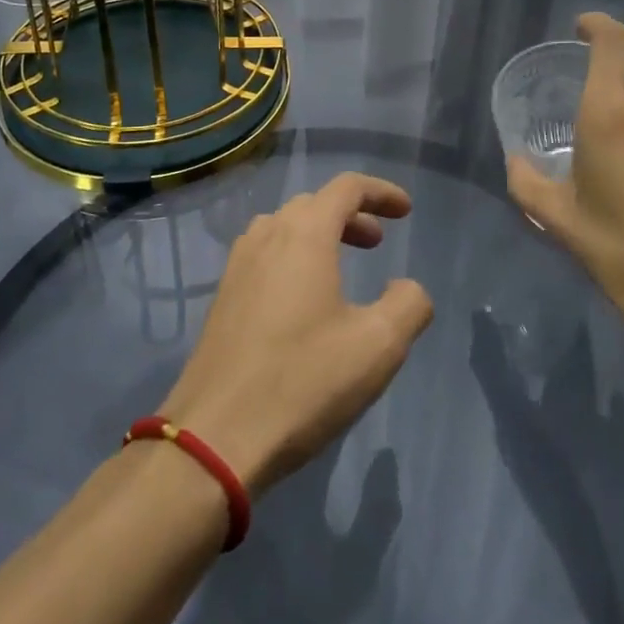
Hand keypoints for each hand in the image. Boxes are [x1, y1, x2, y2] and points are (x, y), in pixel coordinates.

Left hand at [157, 172, 433, 495]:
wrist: (215, 437)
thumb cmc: (303, 381)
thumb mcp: (378, 346)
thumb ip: (408, 304)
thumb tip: (407, 288)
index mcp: (304, 235)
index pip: (346, 187)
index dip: (381, 192)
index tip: (406, 211)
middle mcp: (267, 236)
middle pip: (314, 203)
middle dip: (351, 215)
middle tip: (378, 242)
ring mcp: (237, 266)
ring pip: (284, 227)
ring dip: (318, 234)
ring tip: (341, 266)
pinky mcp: (222, 297)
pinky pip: (264, 254)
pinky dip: (293, 256)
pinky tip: (303, 300)